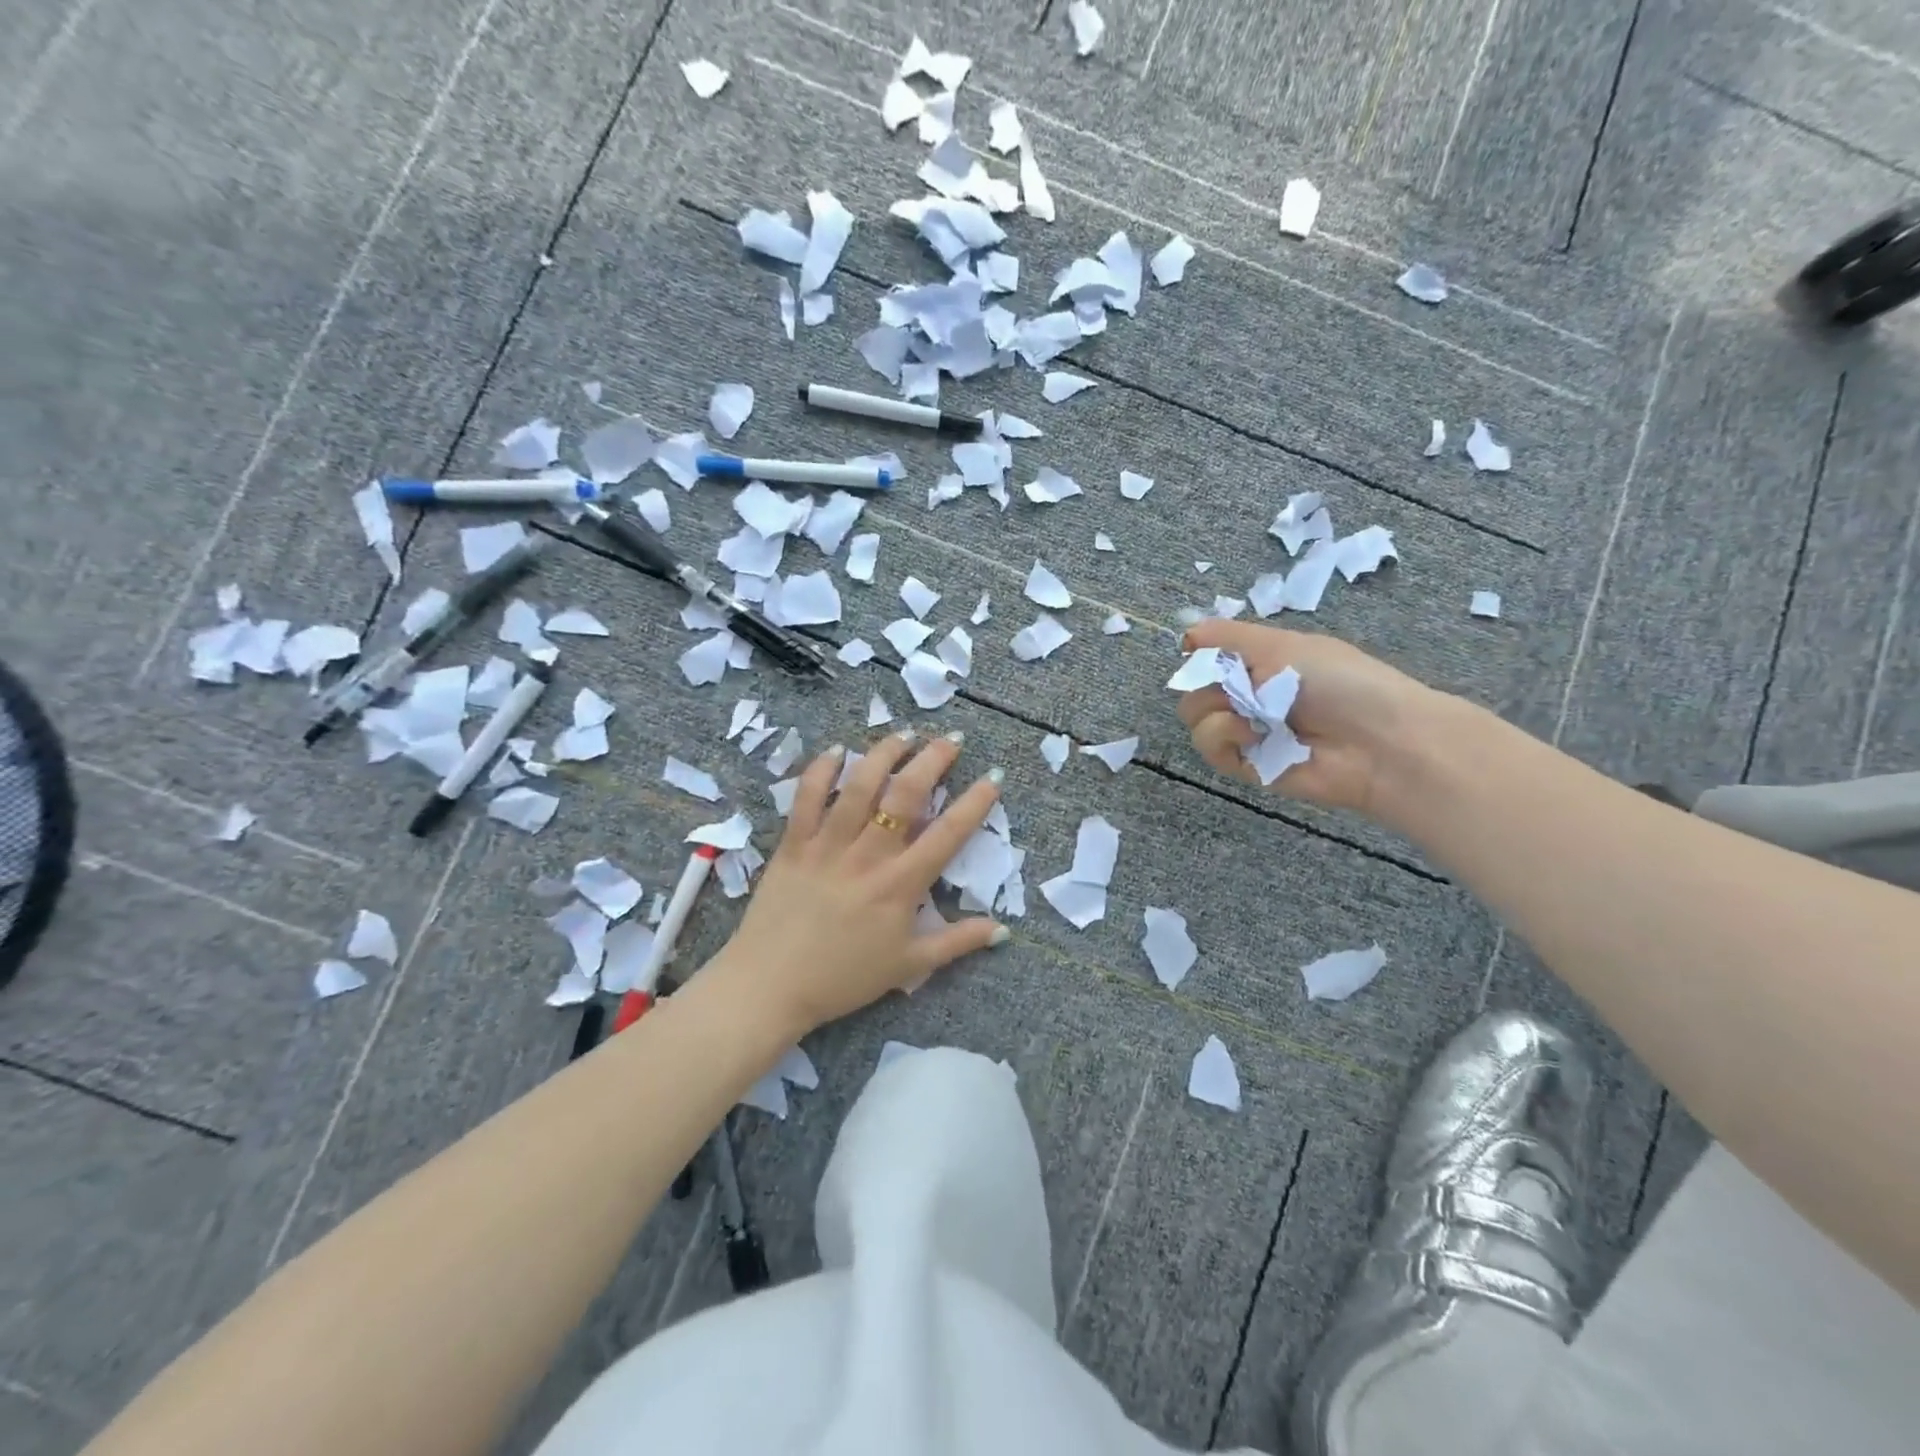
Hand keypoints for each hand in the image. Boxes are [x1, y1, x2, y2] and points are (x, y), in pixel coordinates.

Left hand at [707, 729, 1007, 1037]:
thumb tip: (1003, 929)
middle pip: (905, 795)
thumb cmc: (844, 977)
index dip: (975, 802)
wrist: (771, 986)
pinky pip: (807, 798)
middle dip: (932, 760)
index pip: (948, 834)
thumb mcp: (909, 966)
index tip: (993, 777)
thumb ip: (957, 942)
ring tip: (904, 734)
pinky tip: (837, 751)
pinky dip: (822, 770)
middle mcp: (868, 856)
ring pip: (860, 786)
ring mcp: (828, 845)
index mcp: (901, 885)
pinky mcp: (793, 843)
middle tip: (950, 740)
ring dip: (884, 754)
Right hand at [1175, 620, 1437, 817]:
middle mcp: (1249, 696)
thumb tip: (1185, 630)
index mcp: (1261, 663)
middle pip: (1194, 687)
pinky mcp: (1245, 765)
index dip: (1198, 654)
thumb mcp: (1283, 644)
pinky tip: (1251, 735)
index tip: (1194, 650)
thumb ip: (1229, 635)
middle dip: (1207, 683)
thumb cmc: (1338, 681)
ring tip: (1252, 716)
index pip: (1208, 657)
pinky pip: (1209, 747)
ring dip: (1215, 711)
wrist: (1377, 741)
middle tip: (1240, 687)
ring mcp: (1246, 732)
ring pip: (1194, 718)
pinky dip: (1222, 736)